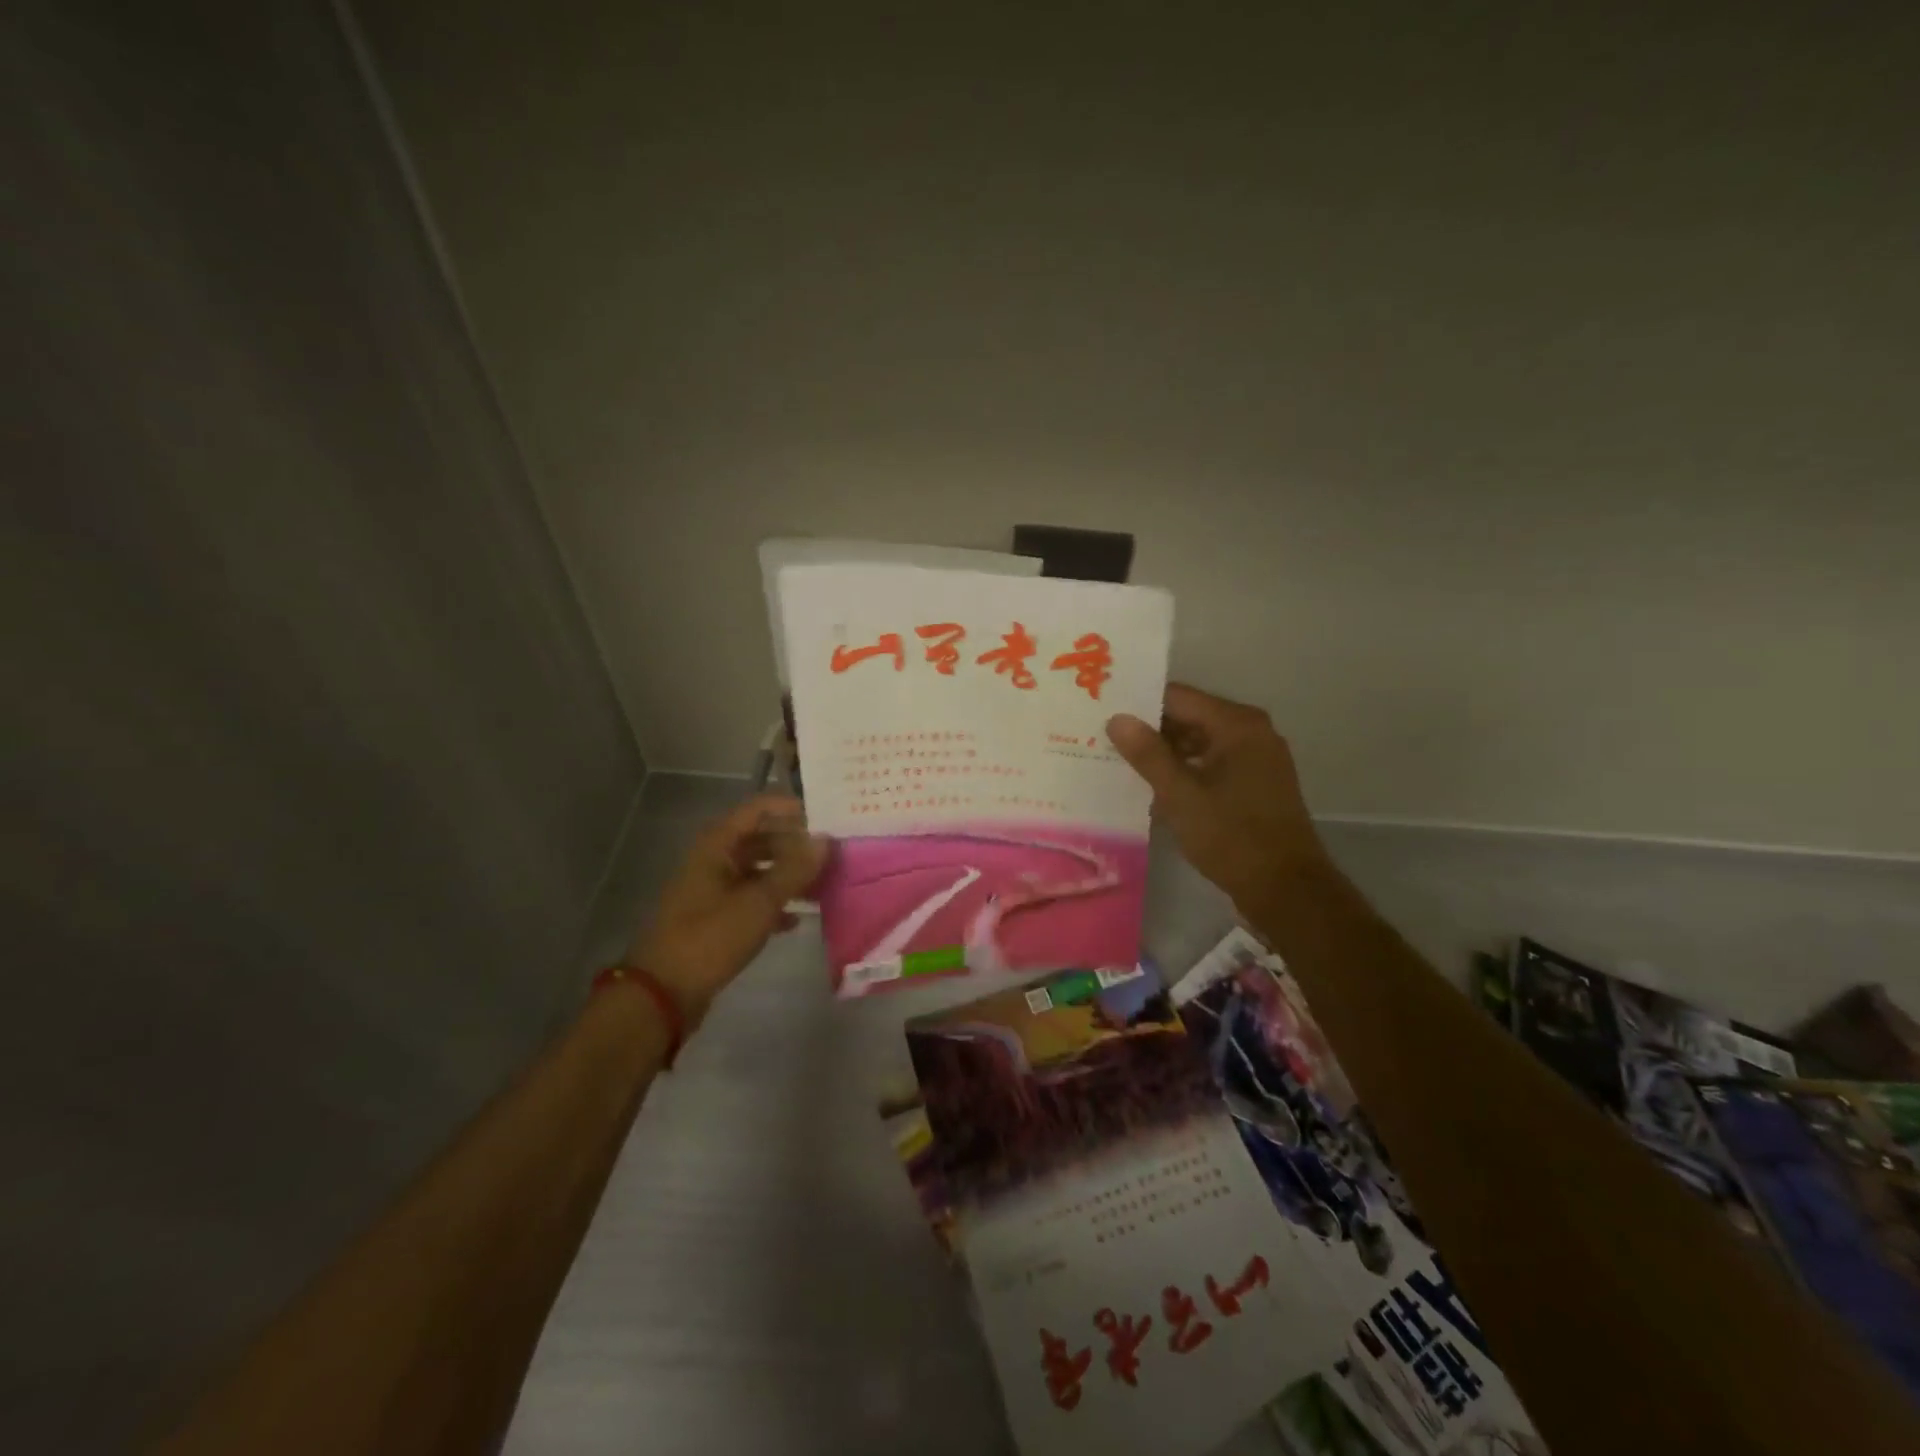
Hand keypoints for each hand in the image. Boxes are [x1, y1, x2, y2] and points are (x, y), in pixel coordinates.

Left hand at [626, 795, 828, 1027]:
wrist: (663, 993)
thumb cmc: (710, 937)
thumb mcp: (759, 902)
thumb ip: (794, 869)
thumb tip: (825, 840)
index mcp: (718, 845)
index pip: (759, 809)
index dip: (792, 809)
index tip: (827, 818)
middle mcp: (714, 860)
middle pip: (760, 838)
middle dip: (795, 844)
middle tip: (832, 852)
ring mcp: (712, 889)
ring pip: (757, 870)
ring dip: (787, 874)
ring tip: (823, 882)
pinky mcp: (714, 918)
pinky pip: (750, 899)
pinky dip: (772, 904)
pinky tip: (796, 918)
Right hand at [1106, 683, 1331, 913]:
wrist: (1286, 889)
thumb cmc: (1232, 836)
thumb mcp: (1180, 795)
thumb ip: (1148, 754)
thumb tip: (1117, 719)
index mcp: (1237, 725)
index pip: (1178, 697)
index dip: (1139, 704)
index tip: (1103, 712)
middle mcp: (1251, 732)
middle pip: (1189, 717)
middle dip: (1149, 729)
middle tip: (1104, 738)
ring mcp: (1257, 758)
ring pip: (1200, 742)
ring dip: (1165, 753)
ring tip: (1120, 762)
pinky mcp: (1255, 783)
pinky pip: (1212, 763)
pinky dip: (1185, 770)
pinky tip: (1154, 787)